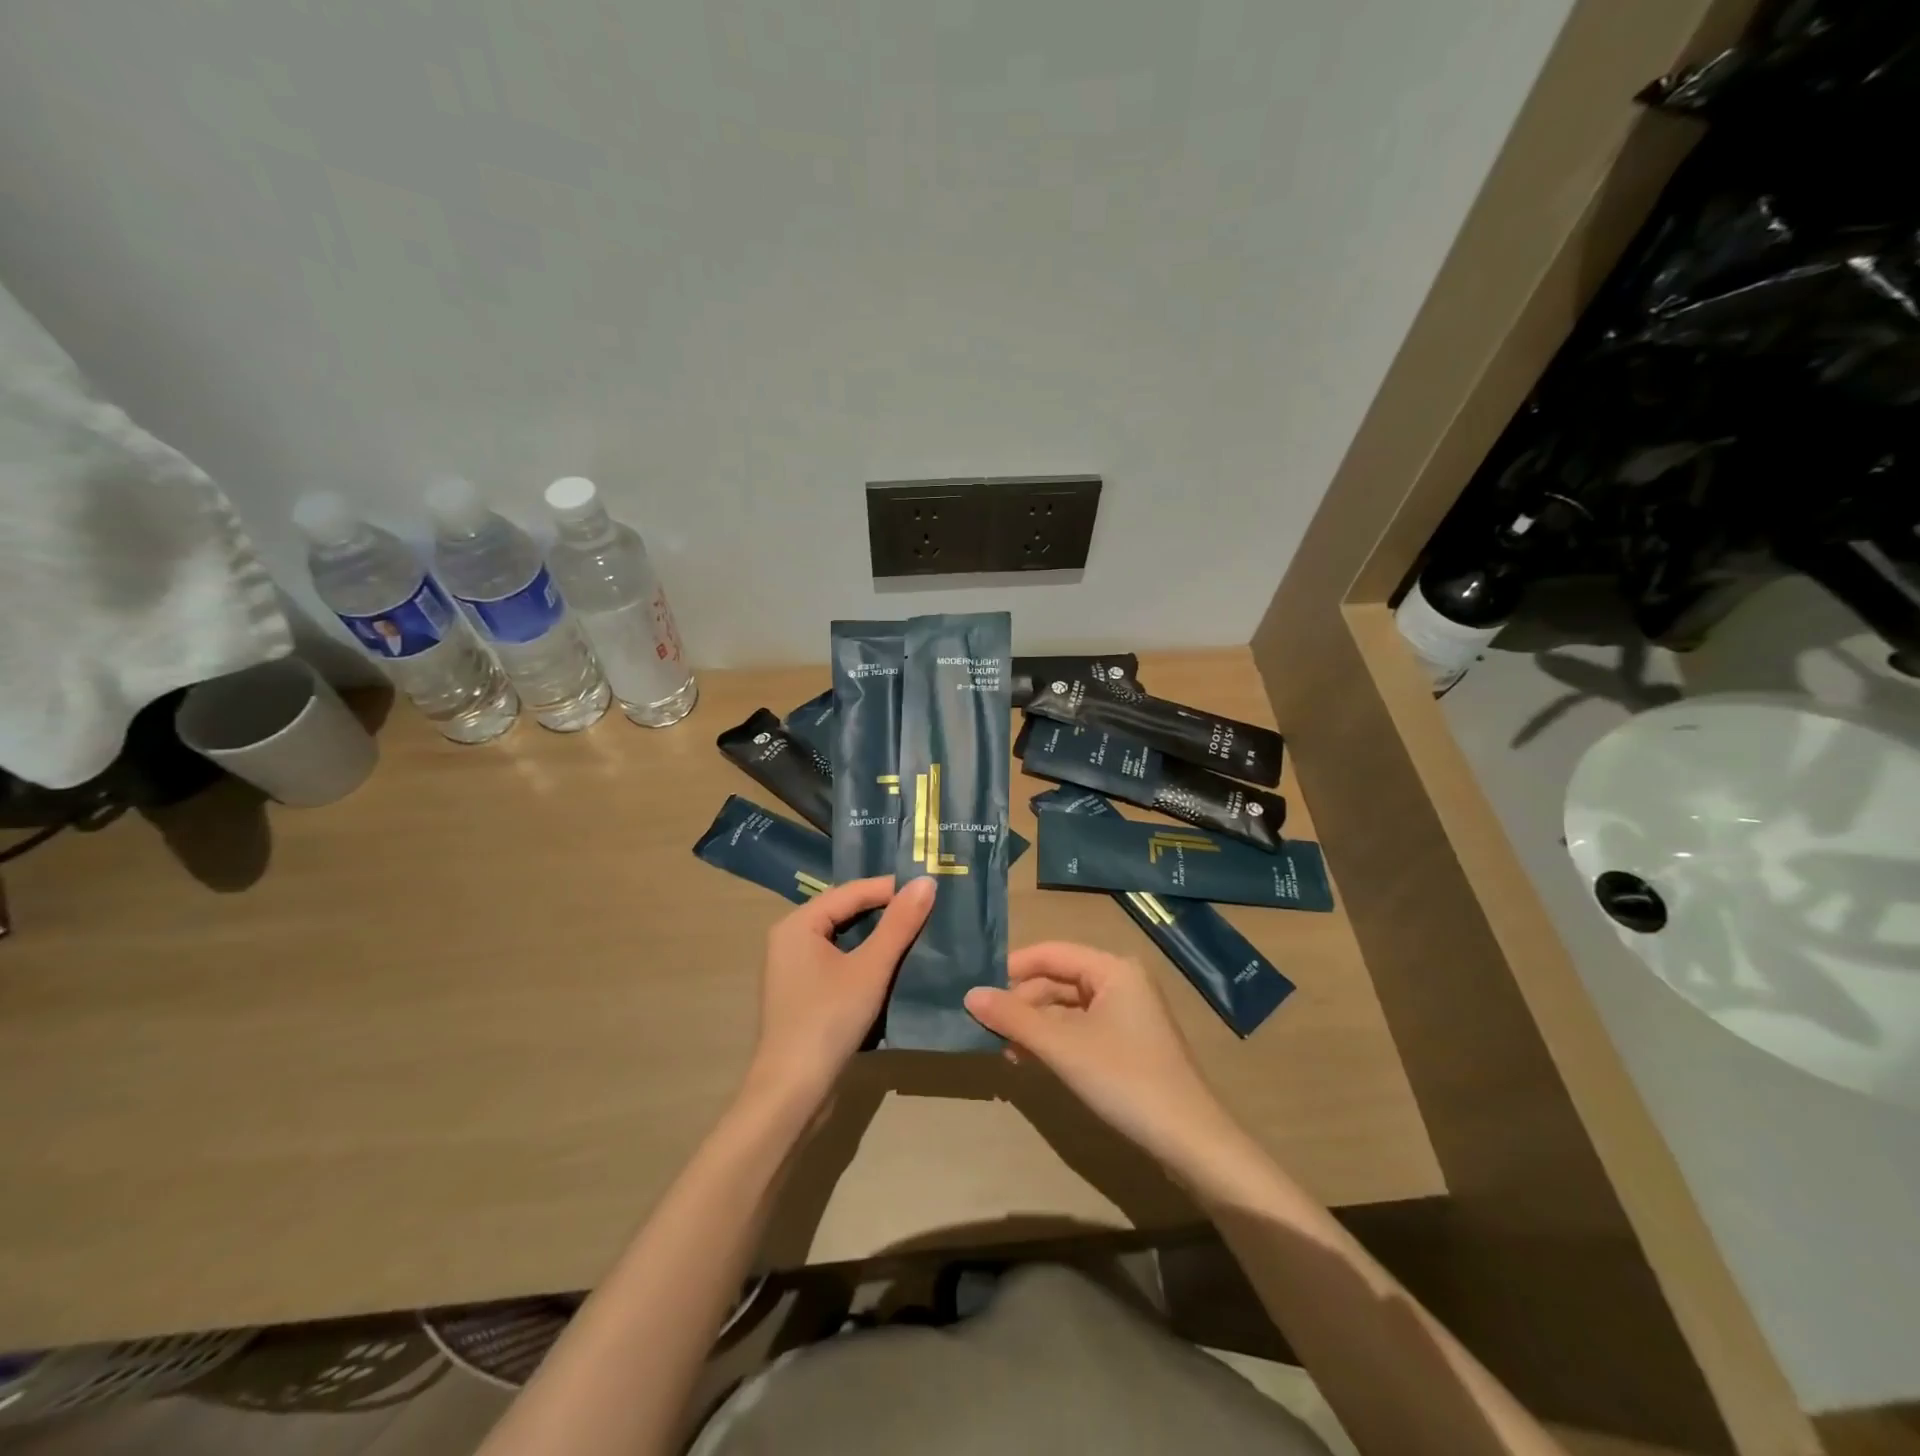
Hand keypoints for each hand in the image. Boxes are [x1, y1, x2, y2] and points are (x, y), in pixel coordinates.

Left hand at [745, 876, 933, 1109]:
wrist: (792, 1092)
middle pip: (845, 912)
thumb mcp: (870, 968)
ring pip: (843, 939)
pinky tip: (893, 964)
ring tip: (918, 932)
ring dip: (878, 936)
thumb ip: (899, 924)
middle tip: (928, 908)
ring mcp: (794, 968)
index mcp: (798, 923)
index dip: (890, 888)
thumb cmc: (828, 1020)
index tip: (930, 889)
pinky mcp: (803, 994)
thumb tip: (927, 881)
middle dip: (885, 910)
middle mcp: (790, 938)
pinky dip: (865, 958)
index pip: (850, 891)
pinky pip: (838, 961)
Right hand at [965, 942, 1243, 1176]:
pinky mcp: (1127, 1043)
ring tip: (1004, 1049)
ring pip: (1067, 1007)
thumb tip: (969, 994)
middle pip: (1058, 979)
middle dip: (1022, 1002)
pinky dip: (1054, 1040)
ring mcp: (1126, 1014)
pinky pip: (1080, 1028)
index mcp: (1113, 968)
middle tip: (986, 1027)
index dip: (1012, 967)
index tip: (977, 988)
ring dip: (1035, 1025)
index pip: (1051, 952)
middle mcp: (1121, 982)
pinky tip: (1031, 1059)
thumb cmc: (1124, 1079)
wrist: (1188, 1141)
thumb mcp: (1063, 1047)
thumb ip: (1014, 1018)